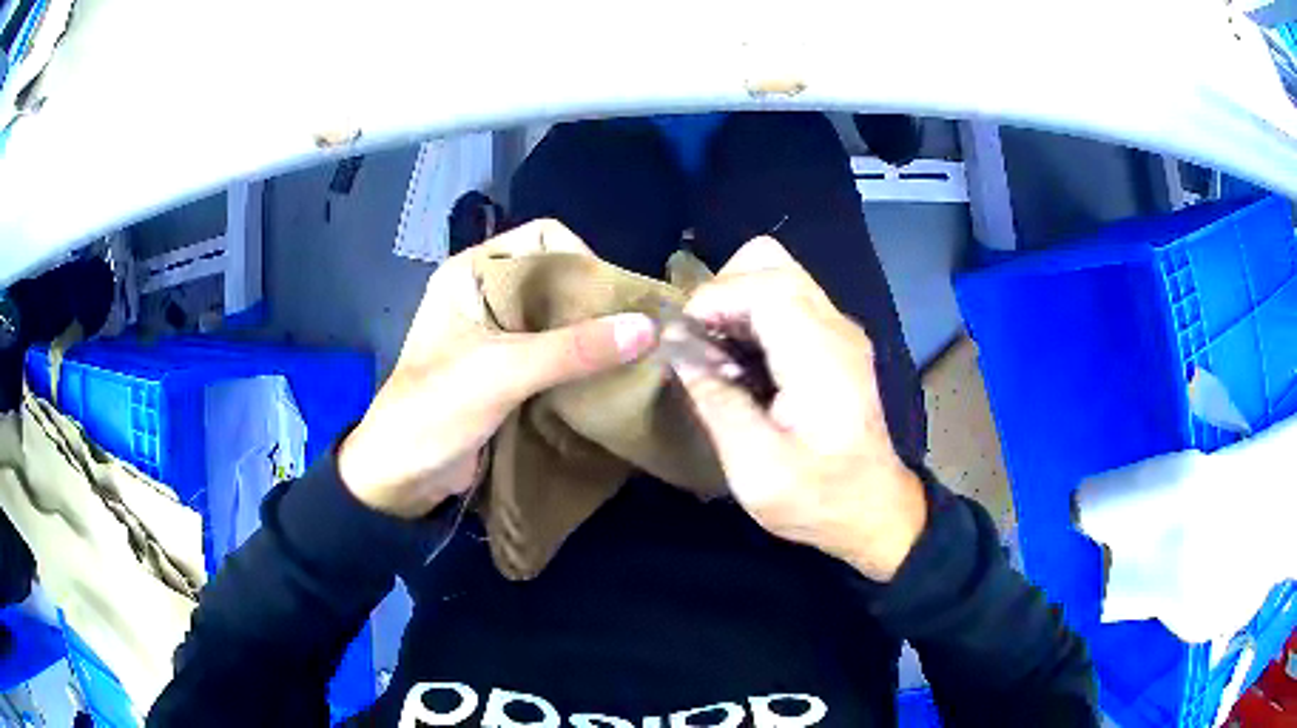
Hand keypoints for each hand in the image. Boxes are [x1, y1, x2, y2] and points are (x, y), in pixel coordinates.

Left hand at [338, 220, 657, 518]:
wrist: (401, 475)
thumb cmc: (437, 409)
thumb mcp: (504, 372)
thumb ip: (573, 349)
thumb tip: (650, 328)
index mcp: (472, 273)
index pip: (543, 238)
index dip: (583, 258)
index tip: (616, 298)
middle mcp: (485, 293)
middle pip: (554, 277)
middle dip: (594, 300)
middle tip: (636, 327)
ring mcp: (494, 333)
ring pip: (555, 316)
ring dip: (590, 332)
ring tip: (632, 351)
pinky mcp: (504, 369)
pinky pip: (552, 350)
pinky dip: (579, 359)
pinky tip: (608, 374)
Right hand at [672, 237, 926, 580]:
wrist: (874, 512)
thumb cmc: (818, 498)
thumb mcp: (754, 466)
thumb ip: (715, 401)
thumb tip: (678, 351)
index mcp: (818, 355)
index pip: (762, 283)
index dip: (712, 298)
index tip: (682, 339)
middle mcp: (834, 327)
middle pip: (770, 261)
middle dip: (722, 290)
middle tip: (699, 341)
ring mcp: (839, 330)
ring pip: (777, 274)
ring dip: (735, 302)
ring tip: (714, 354)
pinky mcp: (836, 342)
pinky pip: (786, 301)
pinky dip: (752, 316)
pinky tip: (740, 363)